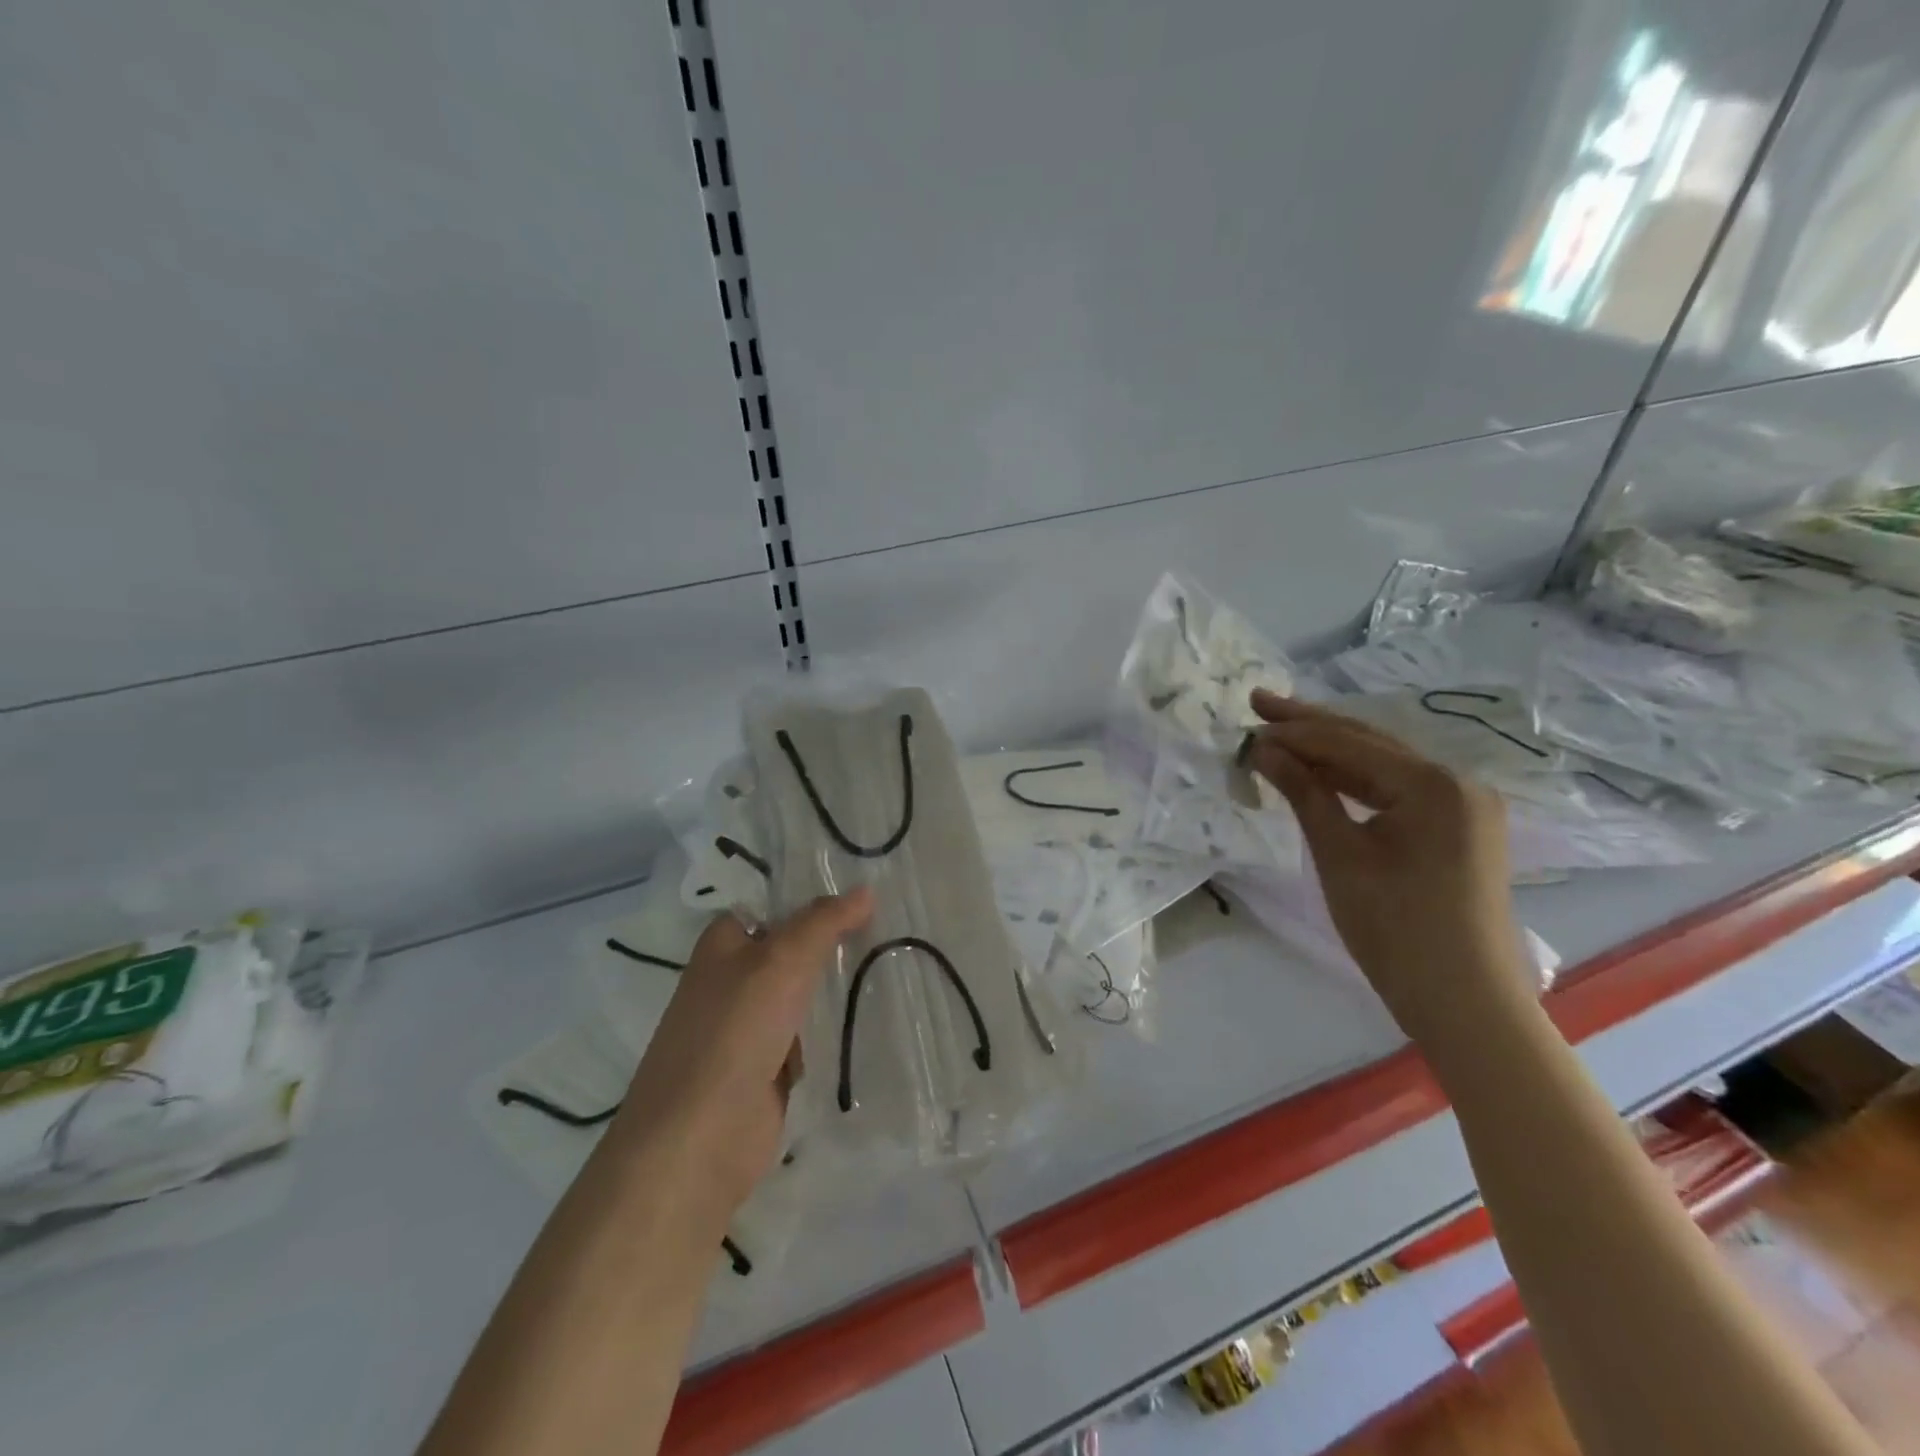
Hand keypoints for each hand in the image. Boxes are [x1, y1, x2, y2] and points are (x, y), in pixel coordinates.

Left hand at [616, 889, 873, 1215]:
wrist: (697, 1142)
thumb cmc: (732, 1033)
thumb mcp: (781, 961)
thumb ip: (823, 922)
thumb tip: (865, 890)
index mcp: (723, 944)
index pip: (774, 905)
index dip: (815, 897)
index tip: (866, 892)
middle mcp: (734, 980)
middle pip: (793, 950)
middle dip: (835, 942)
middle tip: (892, 926)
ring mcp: (750, 1028)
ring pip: (805, 994)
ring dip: (839, 988)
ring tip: (896, 965)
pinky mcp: (767, 1069)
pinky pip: (809, 1037)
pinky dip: (833, 1031)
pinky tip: (872, 1019)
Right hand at [1242, 691, 1529, 1034]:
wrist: (1465, 1003)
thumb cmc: (1396, 929)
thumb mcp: (1339, 856)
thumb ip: (1304, 794)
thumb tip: (1264, 750)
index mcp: (1435, 783)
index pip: (1349, 743)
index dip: (1293, 733)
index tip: (1246, 725)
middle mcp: (1457, 782)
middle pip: (1369, 743)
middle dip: (1311, 726)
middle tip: (1259, 703)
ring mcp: (1463, 806)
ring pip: (1382, 766)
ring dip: (1330, 753)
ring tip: (1280, 736)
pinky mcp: (1458, 829)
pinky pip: (1397, 791)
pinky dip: (1355, 783)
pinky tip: (1321, 775)